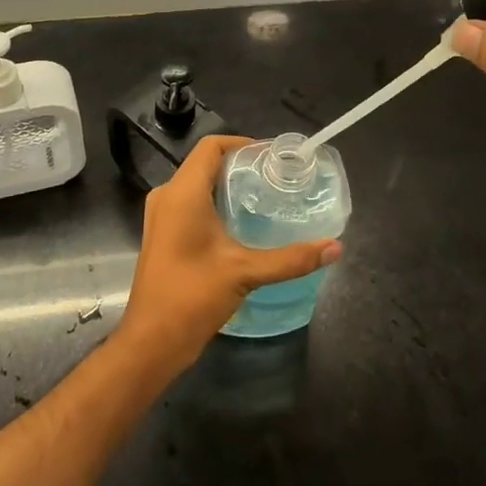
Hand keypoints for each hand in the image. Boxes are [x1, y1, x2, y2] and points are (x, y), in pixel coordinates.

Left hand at [115, 135, 341, 377]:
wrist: (151, 341)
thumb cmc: (192, 296)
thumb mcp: (245, 273)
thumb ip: (291, 259)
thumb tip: (334, 248)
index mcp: (183, 192)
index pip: (212, 146)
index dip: (243, 144)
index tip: (273, 158)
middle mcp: (167, 196)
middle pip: (206, 164)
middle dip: (240, 166)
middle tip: (275, 179)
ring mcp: (161, 216)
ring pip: (197, 185)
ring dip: (227, 187)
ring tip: (264, 199)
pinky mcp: (163, 235)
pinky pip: (190, 204)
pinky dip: (215, 204)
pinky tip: (241, 225)